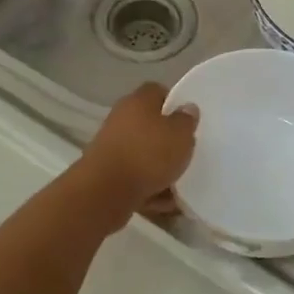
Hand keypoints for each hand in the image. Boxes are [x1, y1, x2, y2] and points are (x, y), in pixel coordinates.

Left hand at [79, 82, 198, 220]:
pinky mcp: (105, 173)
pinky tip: (161, 202)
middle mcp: (121, 118)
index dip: (173, 103)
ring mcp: (110, 146)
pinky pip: (134, 177)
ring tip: (177, 185)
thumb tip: (187, 108)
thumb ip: (186, 120)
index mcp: (139, 101)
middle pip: (149, 124)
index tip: (187, 120)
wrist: (105, 191)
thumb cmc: (148, 154)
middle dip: (167, 140)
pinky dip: (147, 188)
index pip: (157, 91)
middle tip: (185, 152)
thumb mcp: (180, 134)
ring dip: (158, 168)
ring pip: (142, 153)